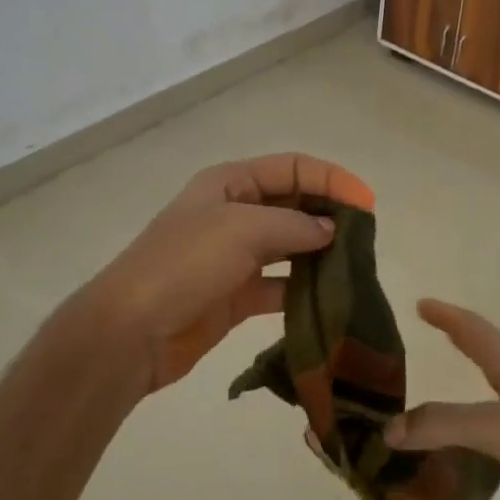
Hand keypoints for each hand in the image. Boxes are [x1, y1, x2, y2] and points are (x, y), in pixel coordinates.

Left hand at [79, 152, 375, 396]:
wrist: (131, 331)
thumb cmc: (184, 265)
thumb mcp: (241, 229)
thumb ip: (294, 225)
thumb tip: (332, 230)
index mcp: (229, 184)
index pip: (291, 168)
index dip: (330, 179)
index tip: (367, 204)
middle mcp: (234, 214)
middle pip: (293, 204)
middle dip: (329, 214)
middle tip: (366, 237)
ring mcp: (234, 256)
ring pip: (290, 246)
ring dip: (321, 253)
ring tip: (356, 266)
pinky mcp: (237, 296)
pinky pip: (280, 285)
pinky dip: (305, 289)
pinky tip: (331, 298)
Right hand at [383, 299, 499, 499]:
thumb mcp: (499, 427)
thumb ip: (443, 425)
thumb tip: (387, 429)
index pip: (477, 332)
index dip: (449, 316)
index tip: (422, 303)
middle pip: (489, 359)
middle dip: (460, 345)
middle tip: (429, 338)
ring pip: (495, 402)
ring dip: (466, 397)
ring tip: (436, 405)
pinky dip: (478, 439)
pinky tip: (468, 456)